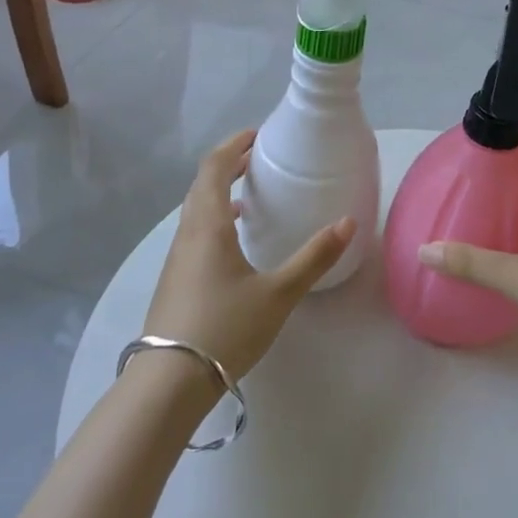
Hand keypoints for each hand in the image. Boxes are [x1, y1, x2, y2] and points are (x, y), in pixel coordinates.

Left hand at [141, 130, 353, 385]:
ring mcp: (176, 258)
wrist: (169, 381)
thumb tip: (348, 223)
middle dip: (228, 165)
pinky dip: (213, 219)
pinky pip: (193, 232)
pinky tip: (232, 244)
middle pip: (202, 185)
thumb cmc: (226, 328)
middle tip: (258, 159)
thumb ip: (314, 258)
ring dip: (219, 193)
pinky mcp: (174, 280)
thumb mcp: (278, 293)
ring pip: (195, 210)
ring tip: (249, 197)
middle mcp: (188, 234)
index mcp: (209, 226)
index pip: (214, 168)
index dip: (234, 146)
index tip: (257, 136)